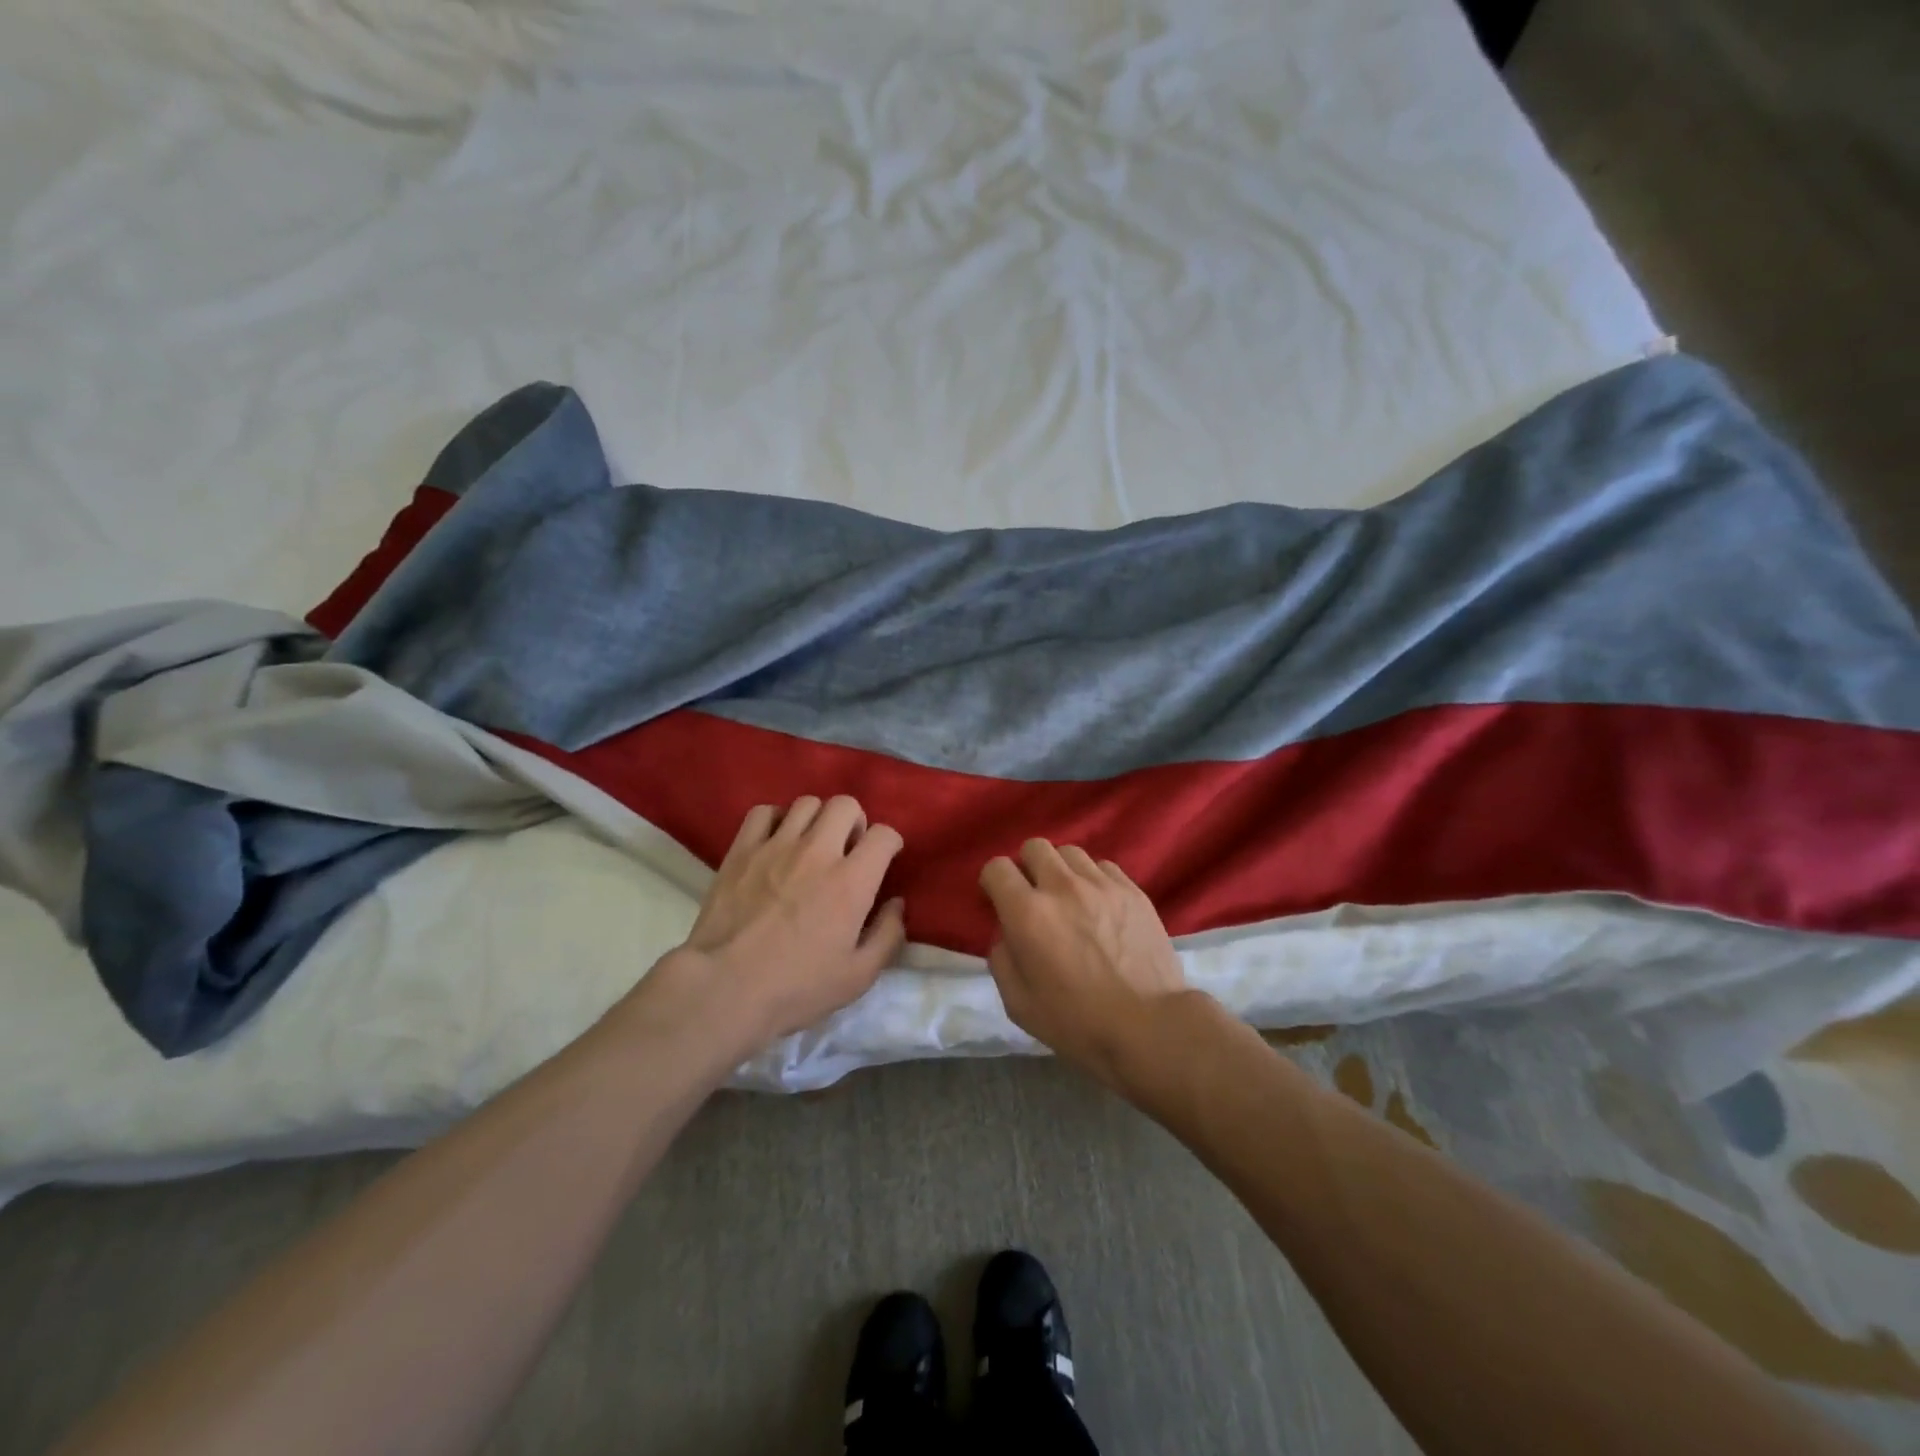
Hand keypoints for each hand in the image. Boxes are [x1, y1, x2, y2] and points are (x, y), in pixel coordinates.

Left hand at [663, 796, 905, 1044]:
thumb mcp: (858, 976)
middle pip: (846, 805)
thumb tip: (896, 904)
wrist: (724, 988)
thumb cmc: (796, 988)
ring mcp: (776, 846)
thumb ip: (887, 935)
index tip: (883, 860)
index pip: (884, 835)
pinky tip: (775, 842)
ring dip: (817, 820)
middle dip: (855, 823)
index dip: (890, 844)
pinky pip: (763, 812)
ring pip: (806, 803)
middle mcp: (817, 852)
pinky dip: (776, 820)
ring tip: (811, 845)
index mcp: (851, 881)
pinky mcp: (742, 850)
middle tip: (847, 850)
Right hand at [979, 839, 1186, 1086]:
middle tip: (1034, 897)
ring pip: (1070, 852)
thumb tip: (1007, 934)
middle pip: (1034, 847)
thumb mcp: (1018, 1003)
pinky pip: (1103, 866)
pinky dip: (1093, 878)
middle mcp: (1062, 886)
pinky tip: (1099, 904)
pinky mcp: (1133, 890)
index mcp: (1028, 913)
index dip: (993, 882)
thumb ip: (1002, 959)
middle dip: (1026, 867)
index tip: (998, 901)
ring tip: (1069, 898)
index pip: (997, 868)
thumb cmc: (1077, 1023)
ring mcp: (1101, 884)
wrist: (1150, 1026)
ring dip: (1061, 870)